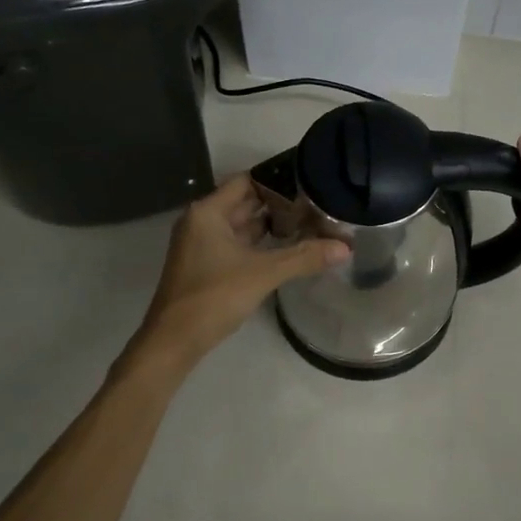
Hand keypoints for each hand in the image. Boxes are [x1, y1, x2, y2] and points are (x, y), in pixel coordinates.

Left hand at [131, 173, 347, 367]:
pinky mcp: (206, 265)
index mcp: (208, 212)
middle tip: (316, 202)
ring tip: (309, 222)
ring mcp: (202, 245)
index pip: (247, 181)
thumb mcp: (264, 273)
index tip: (309, 181)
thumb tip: (345, 247)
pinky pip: (238, 245)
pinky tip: (286, 248)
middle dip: (279, 203)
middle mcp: (202, 221)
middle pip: (245, 202)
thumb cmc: (214, 296)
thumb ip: (304, 257)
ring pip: (242, 226)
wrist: (174, 341)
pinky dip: (260, 244)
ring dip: (271, 224)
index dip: (277, 180)